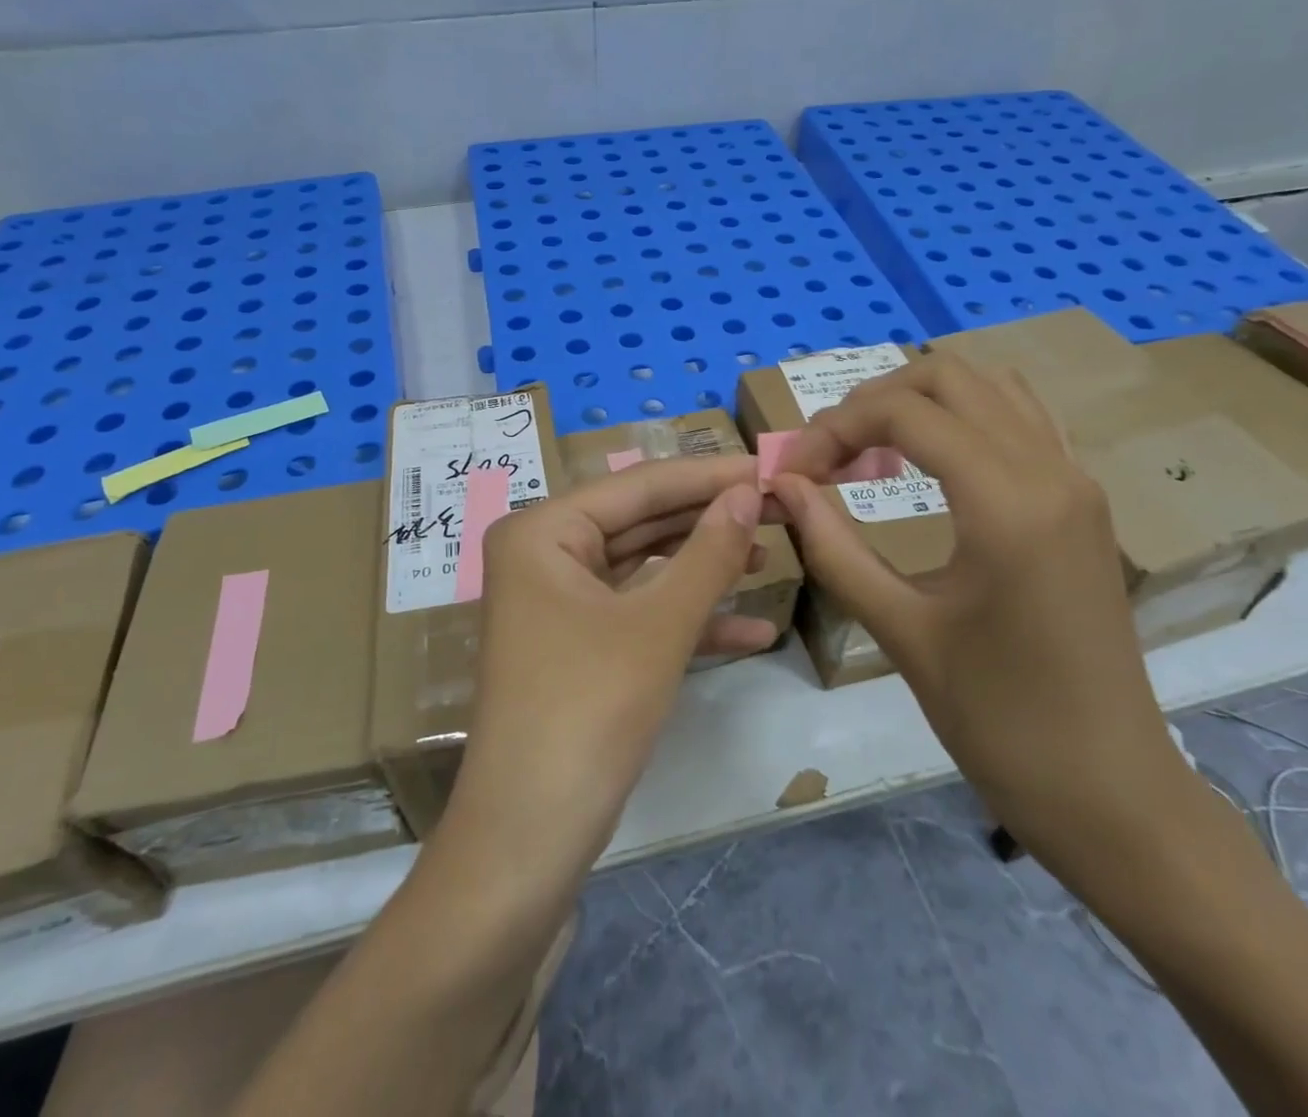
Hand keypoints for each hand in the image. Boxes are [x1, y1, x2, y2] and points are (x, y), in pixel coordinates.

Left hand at [447, 456, 765, 892]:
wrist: (527, 841)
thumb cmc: (588, 712)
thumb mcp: (659, 626)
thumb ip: (708, 552)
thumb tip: (749, 492)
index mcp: (543, 531)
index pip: (638, 485)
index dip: (708, 475)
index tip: (770, 466)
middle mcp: (543, 554)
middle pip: (641, 521)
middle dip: (710, 519)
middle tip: (780, 506)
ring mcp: (558, 601)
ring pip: (644, 567)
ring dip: (704, 566)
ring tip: (773, 554)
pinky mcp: (576, 644)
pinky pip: (637, 612)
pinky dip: (688, 618)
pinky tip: (754, 628)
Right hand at [768, 352, 1198, 876]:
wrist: (1111, 793)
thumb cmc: (999, 722)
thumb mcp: (901, 631)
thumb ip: (834, 547)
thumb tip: (783, 485)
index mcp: (1008, 502)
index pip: (904, 412)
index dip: (833, 429)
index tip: (792, 473)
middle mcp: (1050, 470)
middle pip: (948, 376)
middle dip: (872, 402)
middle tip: (828, 456)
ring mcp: (1076, 480)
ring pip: (989, 387)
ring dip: (919, 402)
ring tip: (870, 453)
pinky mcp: (1083, 501)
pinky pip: (1020, 420)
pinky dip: (963, 419)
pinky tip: (929, 465)